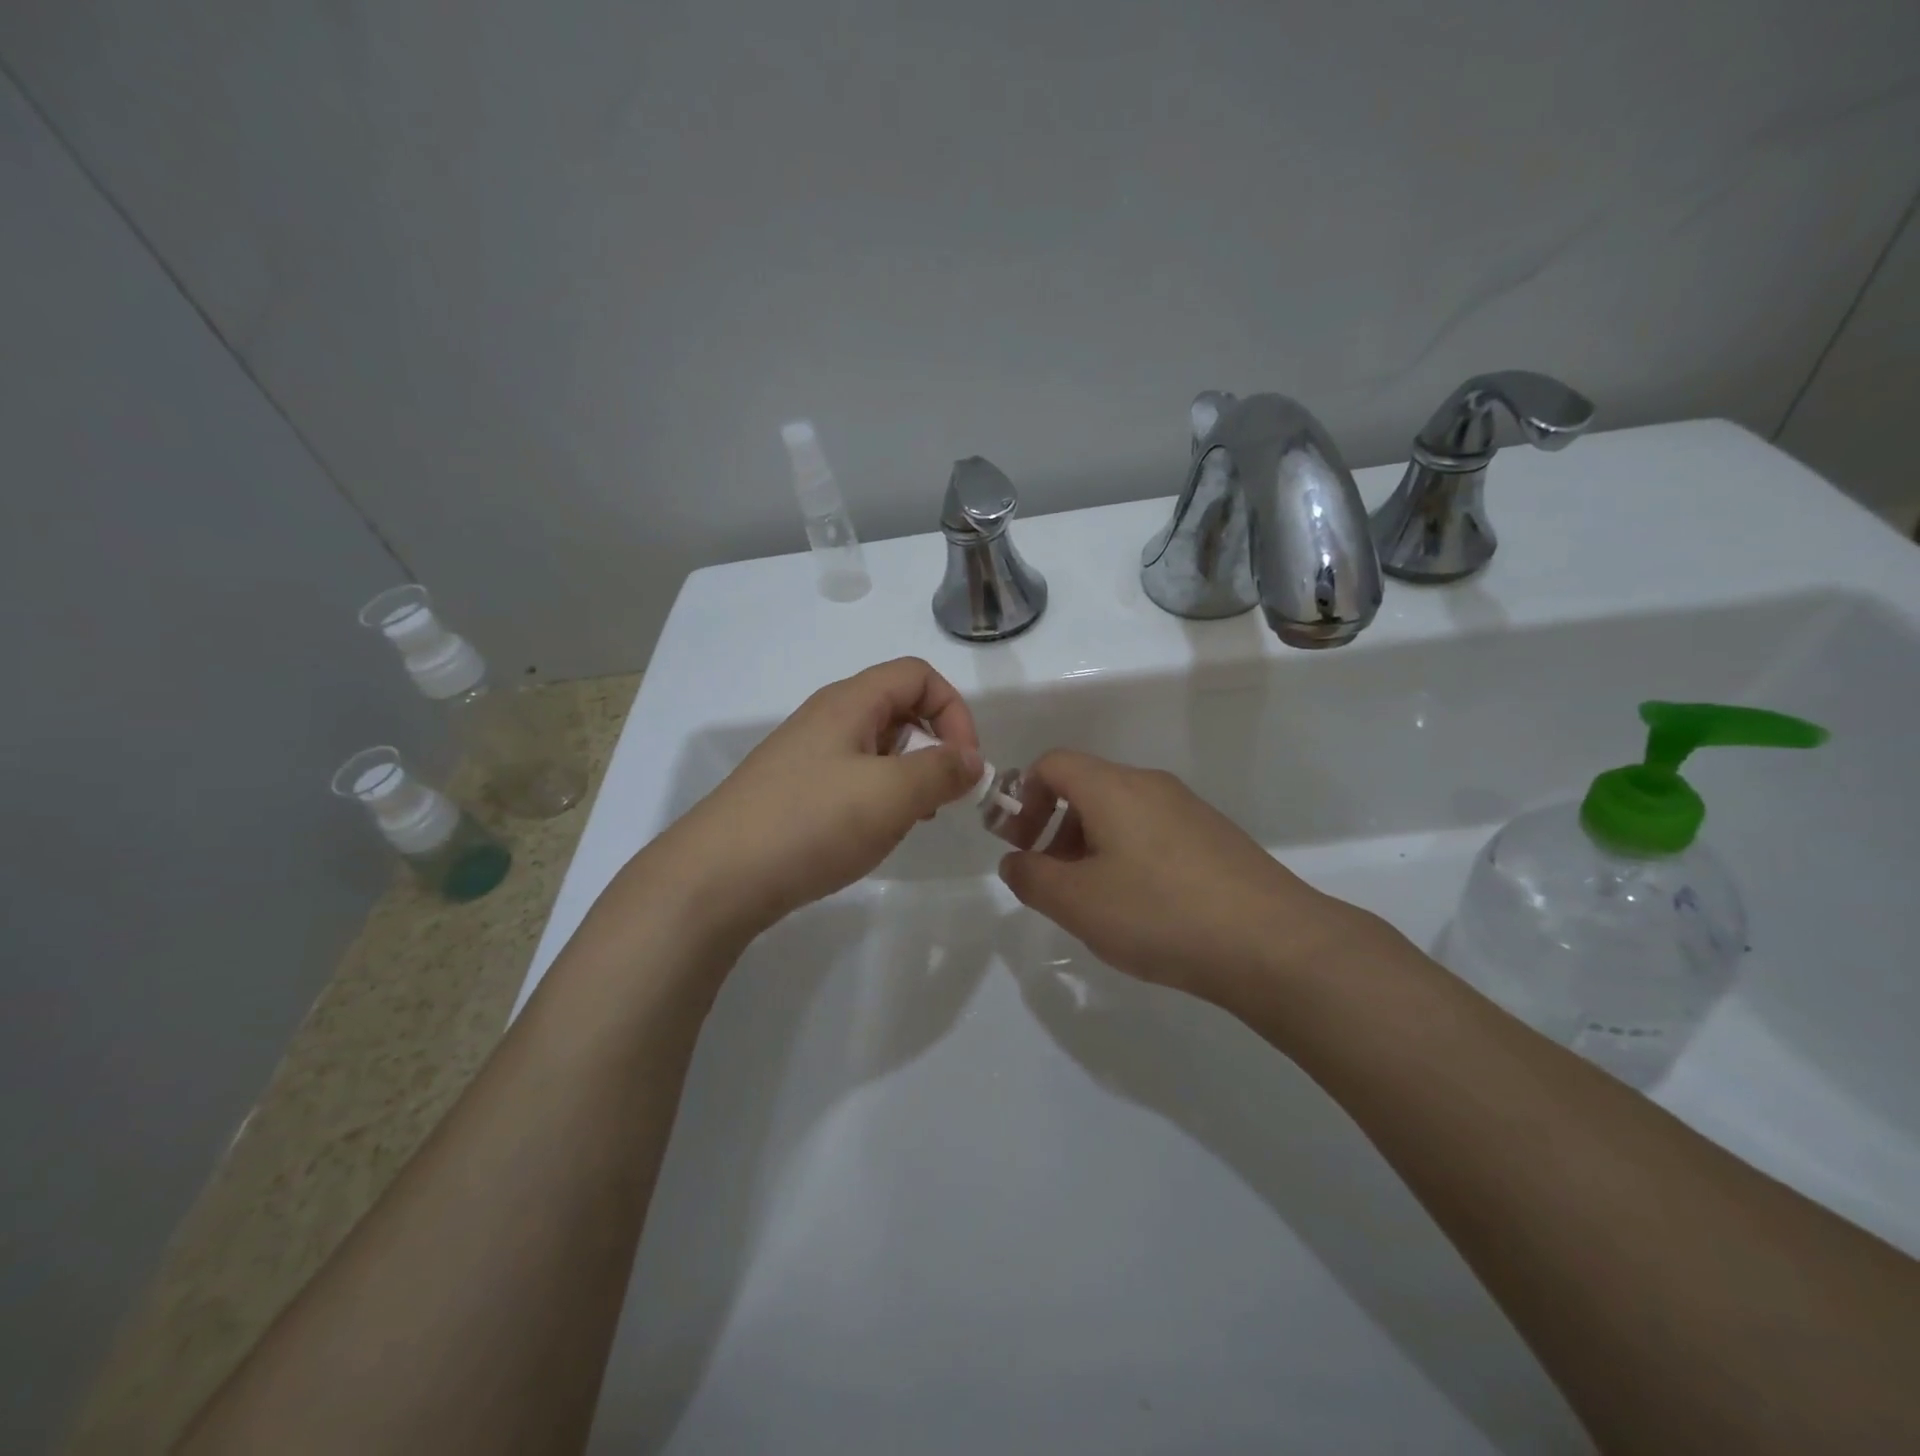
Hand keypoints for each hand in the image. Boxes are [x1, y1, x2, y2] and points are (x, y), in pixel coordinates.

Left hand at [649, 658, 983, 947]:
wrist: (717, 878)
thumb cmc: (811, 823)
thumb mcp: (891, 794)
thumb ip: (941, 771)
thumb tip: (972, 760)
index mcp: (850, 702)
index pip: (919, 675)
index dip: (954, 710)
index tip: (965, 763)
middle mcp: (827, 718)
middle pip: (899, 708)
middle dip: (934, 746)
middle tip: (940, 796)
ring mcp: (808, 756)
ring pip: (878, 747)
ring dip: (908, 776)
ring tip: (910, 819)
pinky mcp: (796, 791)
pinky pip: (853, 778)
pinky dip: (878, 797)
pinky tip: (874, 834)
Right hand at [997, 751, 1384, 1006]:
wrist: (1273, 943)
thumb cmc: (1159, 913)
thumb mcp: (1077, 902)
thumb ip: (1031, 877)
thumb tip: (1015, 861)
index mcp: (1113, 787)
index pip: (1052, 764)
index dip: (1022, 797)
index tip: (1016, 843)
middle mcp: (1152, 785)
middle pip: (1086, 787)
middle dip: (1054, 827)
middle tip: (1049, 878)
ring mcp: (1189, 810)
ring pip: (1121, 812)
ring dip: (1090, 845)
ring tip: (1092, 900)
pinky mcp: (1215, 838)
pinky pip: (1153, 833)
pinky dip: (1127, 856)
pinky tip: (1140, 907)